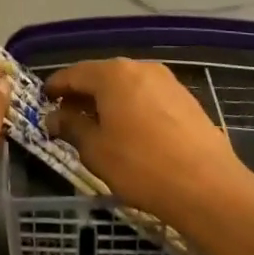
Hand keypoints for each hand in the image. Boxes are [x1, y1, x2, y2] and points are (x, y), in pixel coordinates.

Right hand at [45, 58, 253, 230]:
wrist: (209, 187)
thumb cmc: (141, 166)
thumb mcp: (96, 151)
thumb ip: (72, 128)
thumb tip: (55, 116)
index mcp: (113, 74)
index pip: (74, 73)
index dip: (56, 86)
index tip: (44, 99)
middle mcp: (140, 67)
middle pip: (101, 76)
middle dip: (83, 94)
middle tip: (67, 115)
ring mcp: (167, 81)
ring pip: (127, 85)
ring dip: (109, 101)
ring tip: (98, 126)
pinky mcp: (186, 99)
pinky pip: (148, 96)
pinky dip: (132, 107)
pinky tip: (130, 131)